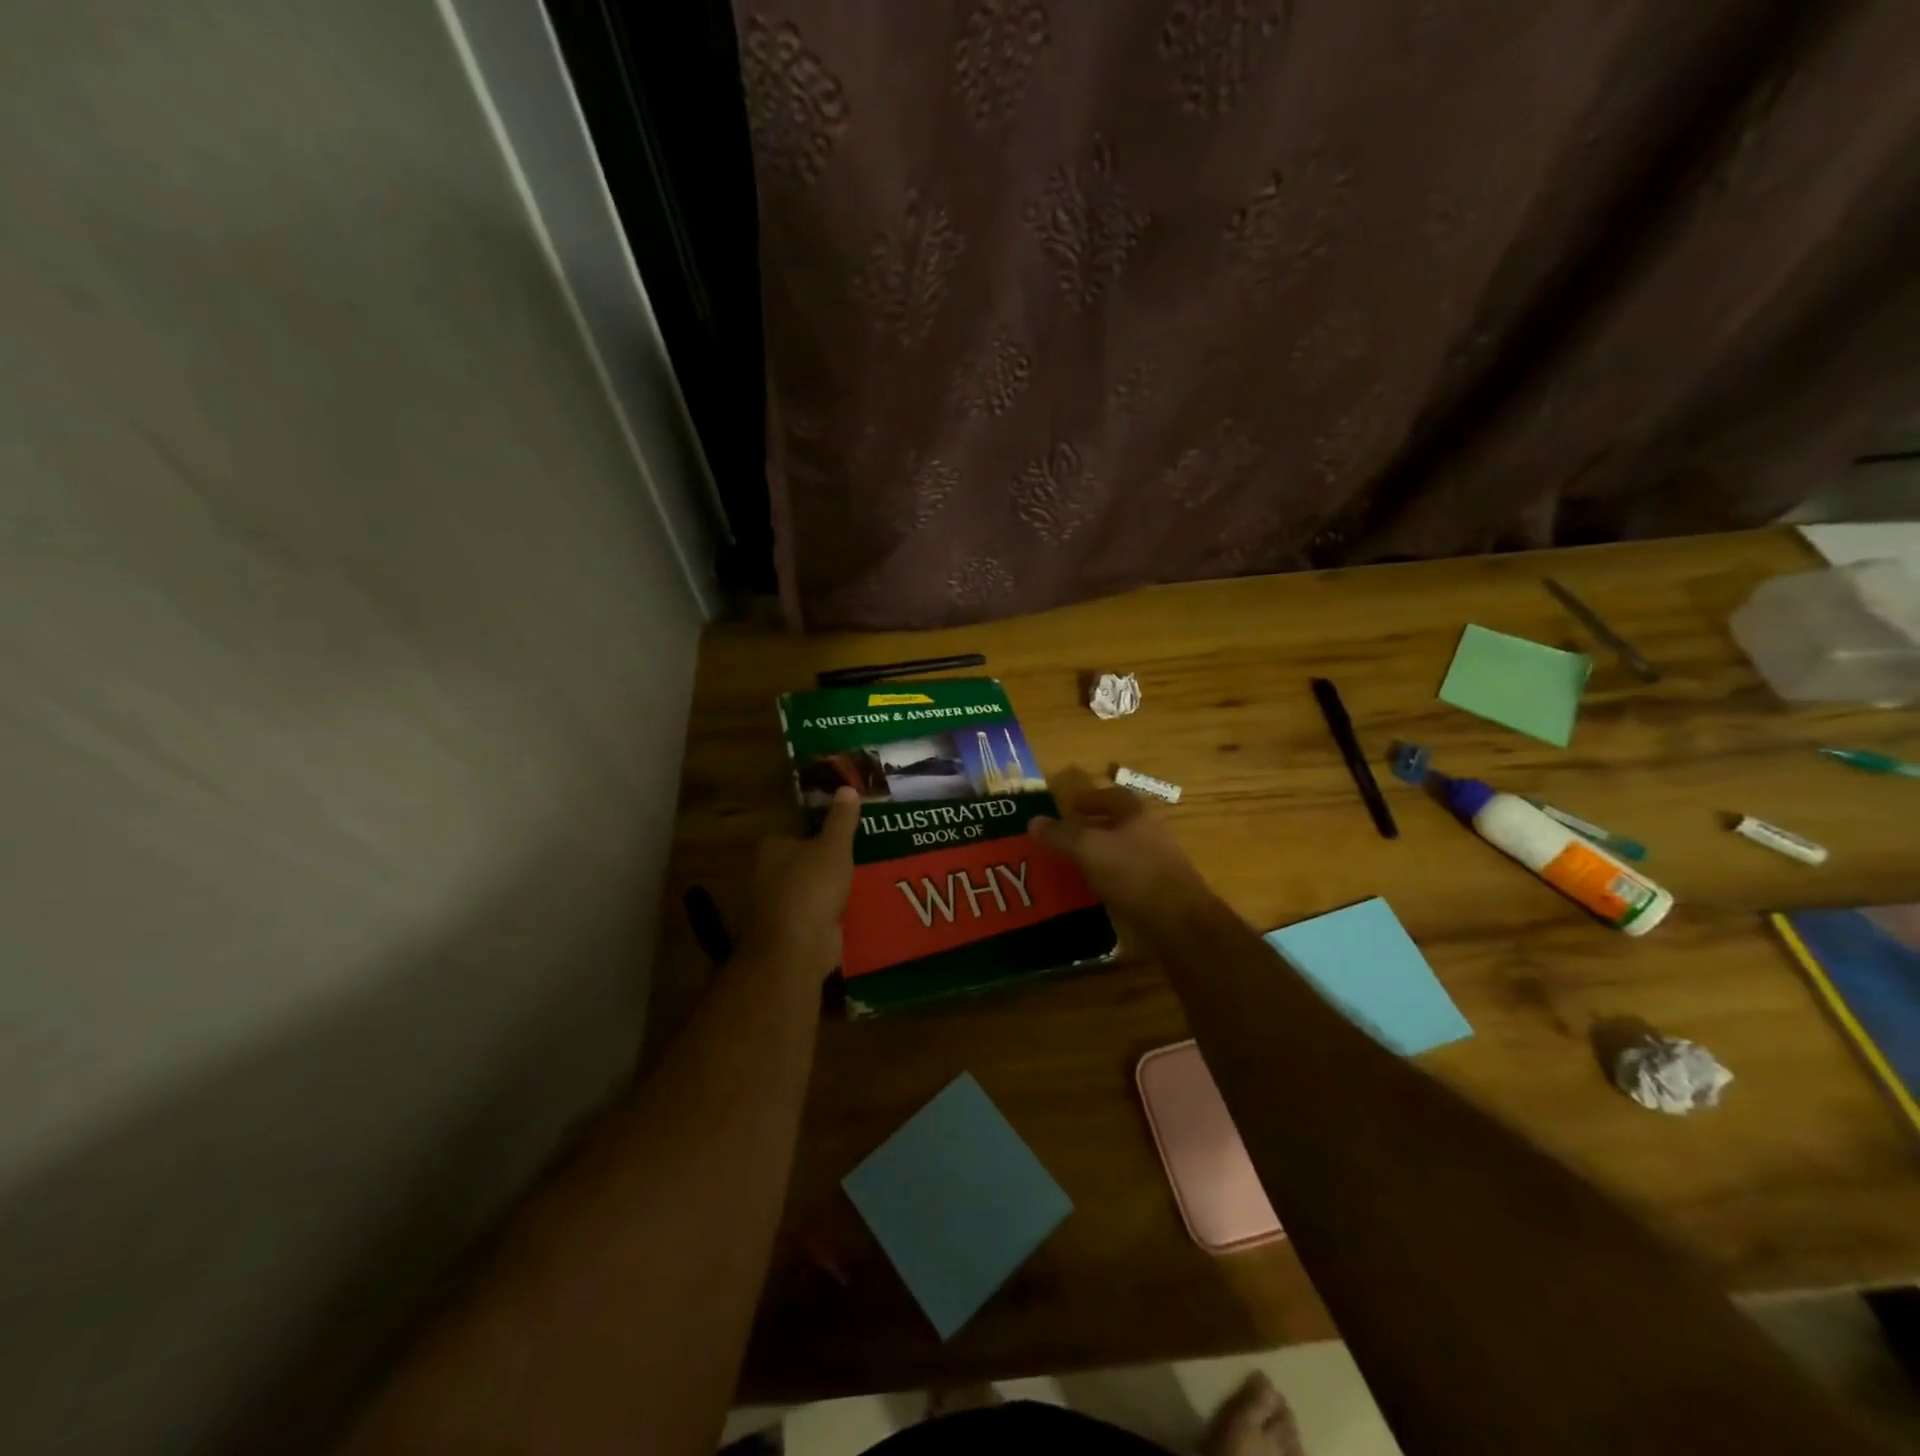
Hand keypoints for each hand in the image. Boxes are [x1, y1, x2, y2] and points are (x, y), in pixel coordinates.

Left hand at [741, 787, 860, 983]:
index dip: (817, 834)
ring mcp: (777, 907)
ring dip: (828, 891)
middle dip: (824, 864)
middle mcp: (767, 876)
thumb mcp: (833, 847)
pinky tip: (853, 911)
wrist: (796, 947)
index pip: (794, 834)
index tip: (843, 836)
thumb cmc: (811, 887)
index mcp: (771, 849)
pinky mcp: (790, 933)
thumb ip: (841, 820)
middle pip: (800, 863)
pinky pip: (814, 916)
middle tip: (858, 858)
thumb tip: (847, 788)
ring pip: (808, 891)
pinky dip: (829, 915)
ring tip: (862, 883)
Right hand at [1028, 767, 1210, 917]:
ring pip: (1123, 850)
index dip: (1089, 799)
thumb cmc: (1132, 873)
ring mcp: (1158, 863)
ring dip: (1100, 853)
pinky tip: (1092, 890)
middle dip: (1092, 827)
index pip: (1112, 796)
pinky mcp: (1159, 891)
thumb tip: (1033, 821)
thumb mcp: (1088, 848)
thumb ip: (1061, 834)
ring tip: (1073, 863)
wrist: (1178, 921)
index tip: (1068, 807)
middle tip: (1065, 836)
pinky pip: (1127, 876)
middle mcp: (1151, 833)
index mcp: (1137, 814)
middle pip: (1119, 823)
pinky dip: (1109, 877)